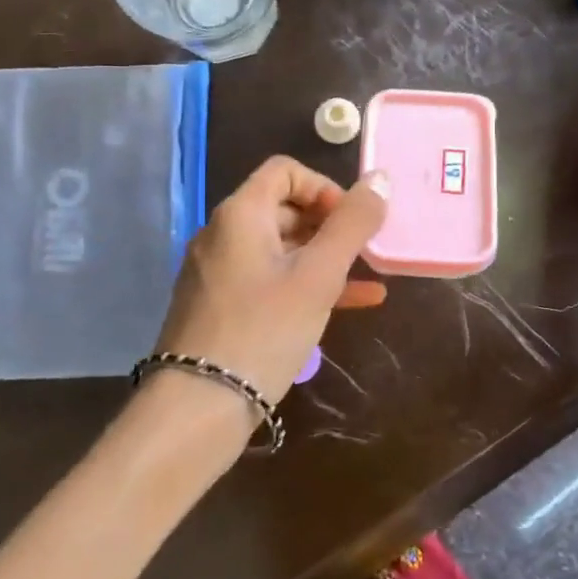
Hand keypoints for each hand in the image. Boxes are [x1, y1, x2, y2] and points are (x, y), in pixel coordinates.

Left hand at [150, 158, 389, 415]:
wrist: (198, 408)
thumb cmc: (264, 330)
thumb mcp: (319, 275)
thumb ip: (352, 224)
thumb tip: (379, 178)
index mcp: (240, 214)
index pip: (285, 171)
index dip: (325, 187)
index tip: (351, 222)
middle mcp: (223, 234)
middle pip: (284, 208)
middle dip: (330, 226)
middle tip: (364, 254)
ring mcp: (219, 272)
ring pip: (281, 249)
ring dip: (325, 258)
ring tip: (368, 279)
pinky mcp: (221, 306)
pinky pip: (270, 281)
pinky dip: (306, 285)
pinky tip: (352, 304)